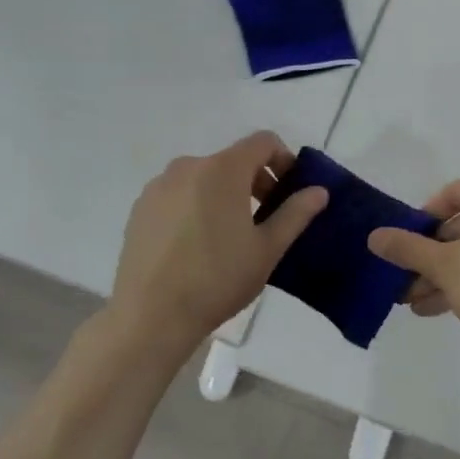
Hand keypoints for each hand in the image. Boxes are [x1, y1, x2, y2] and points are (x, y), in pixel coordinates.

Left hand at [108, 132, 327, 349]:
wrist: (151, 315)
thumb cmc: (218, 279)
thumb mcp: (267, 249)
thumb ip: (296, 214)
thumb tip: (319, 191)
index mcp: (223, 170)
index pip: (263, 142)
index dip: (284, 160)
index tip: (289, 193)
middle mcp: (188, 167)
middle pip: (233, 160)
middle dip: (256, 182)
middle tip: (265, 221)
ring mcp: (158, 186)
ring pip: (204, 178)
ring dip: (224, 195)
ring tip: (229, 237)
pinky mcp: (140, 208)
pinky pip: (178, 195)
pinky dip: (195, 207)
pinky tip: (196, 246)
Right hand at [367, 178, 459, 349]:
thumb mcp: (443, 266)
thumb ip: (406, 248)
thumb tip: (374, 236)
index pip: (451, 194)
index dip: (423, 220)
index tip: (408, 246)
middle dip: (434, 257)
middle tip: (410, 283)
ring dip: (451, 274)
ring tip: (423, 304)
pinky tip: (453, 307)